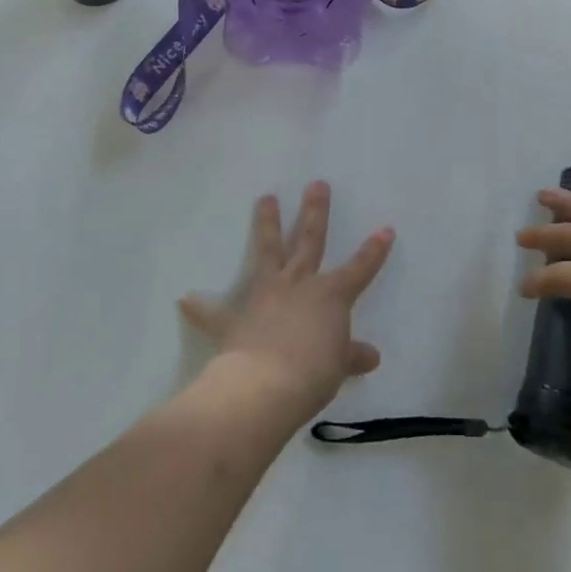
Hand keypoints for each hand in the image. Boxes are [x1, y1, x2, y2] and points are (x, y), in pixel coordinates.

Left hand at [180, 182, 393, 424]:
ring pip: (268, 252)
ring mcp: (266, 297)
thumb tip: (371, 357)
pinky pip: (215, 313)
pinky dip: (201, 308)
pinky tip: (185, 299)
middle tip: (317, 184)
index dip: (374, 250)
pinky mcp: (236, 321)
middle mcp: (299, 285)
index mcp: (330, 296)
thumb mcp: (339, 366)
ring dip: (267, 225)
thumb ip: (351, 356)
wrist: (265, 387)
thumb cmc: (313, 373)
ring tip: (265, 198)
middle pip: (310, 241)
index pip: (360, 268)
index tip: (385, 228)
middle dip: (315, 212)